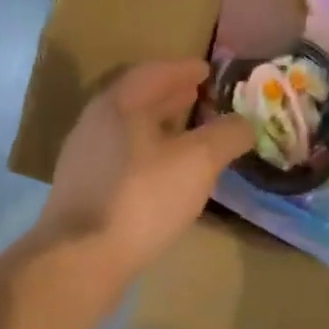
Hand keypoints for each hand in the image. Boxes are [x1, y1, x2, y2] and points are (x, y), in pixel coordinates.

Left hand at [38, 59, 253, 282]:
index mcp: (118, 105)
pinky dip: (149, 155)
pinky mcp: (85, 192)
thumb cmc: (142, 199)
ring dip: (160, 127)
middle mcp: (95, 125)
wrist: (82, 259)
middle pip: (137, 101)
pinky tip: (166, 175)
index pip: (153, 73)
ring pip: (129, 132)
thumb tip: (246, 122)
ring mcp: (85, 160)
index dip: (183, 69)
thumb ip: (226, 136)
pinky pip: (123, 160)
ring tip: (189, 135)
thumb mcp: (197, 162)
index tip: (207, 69)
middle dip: (171, 97)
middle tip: (200, 96)